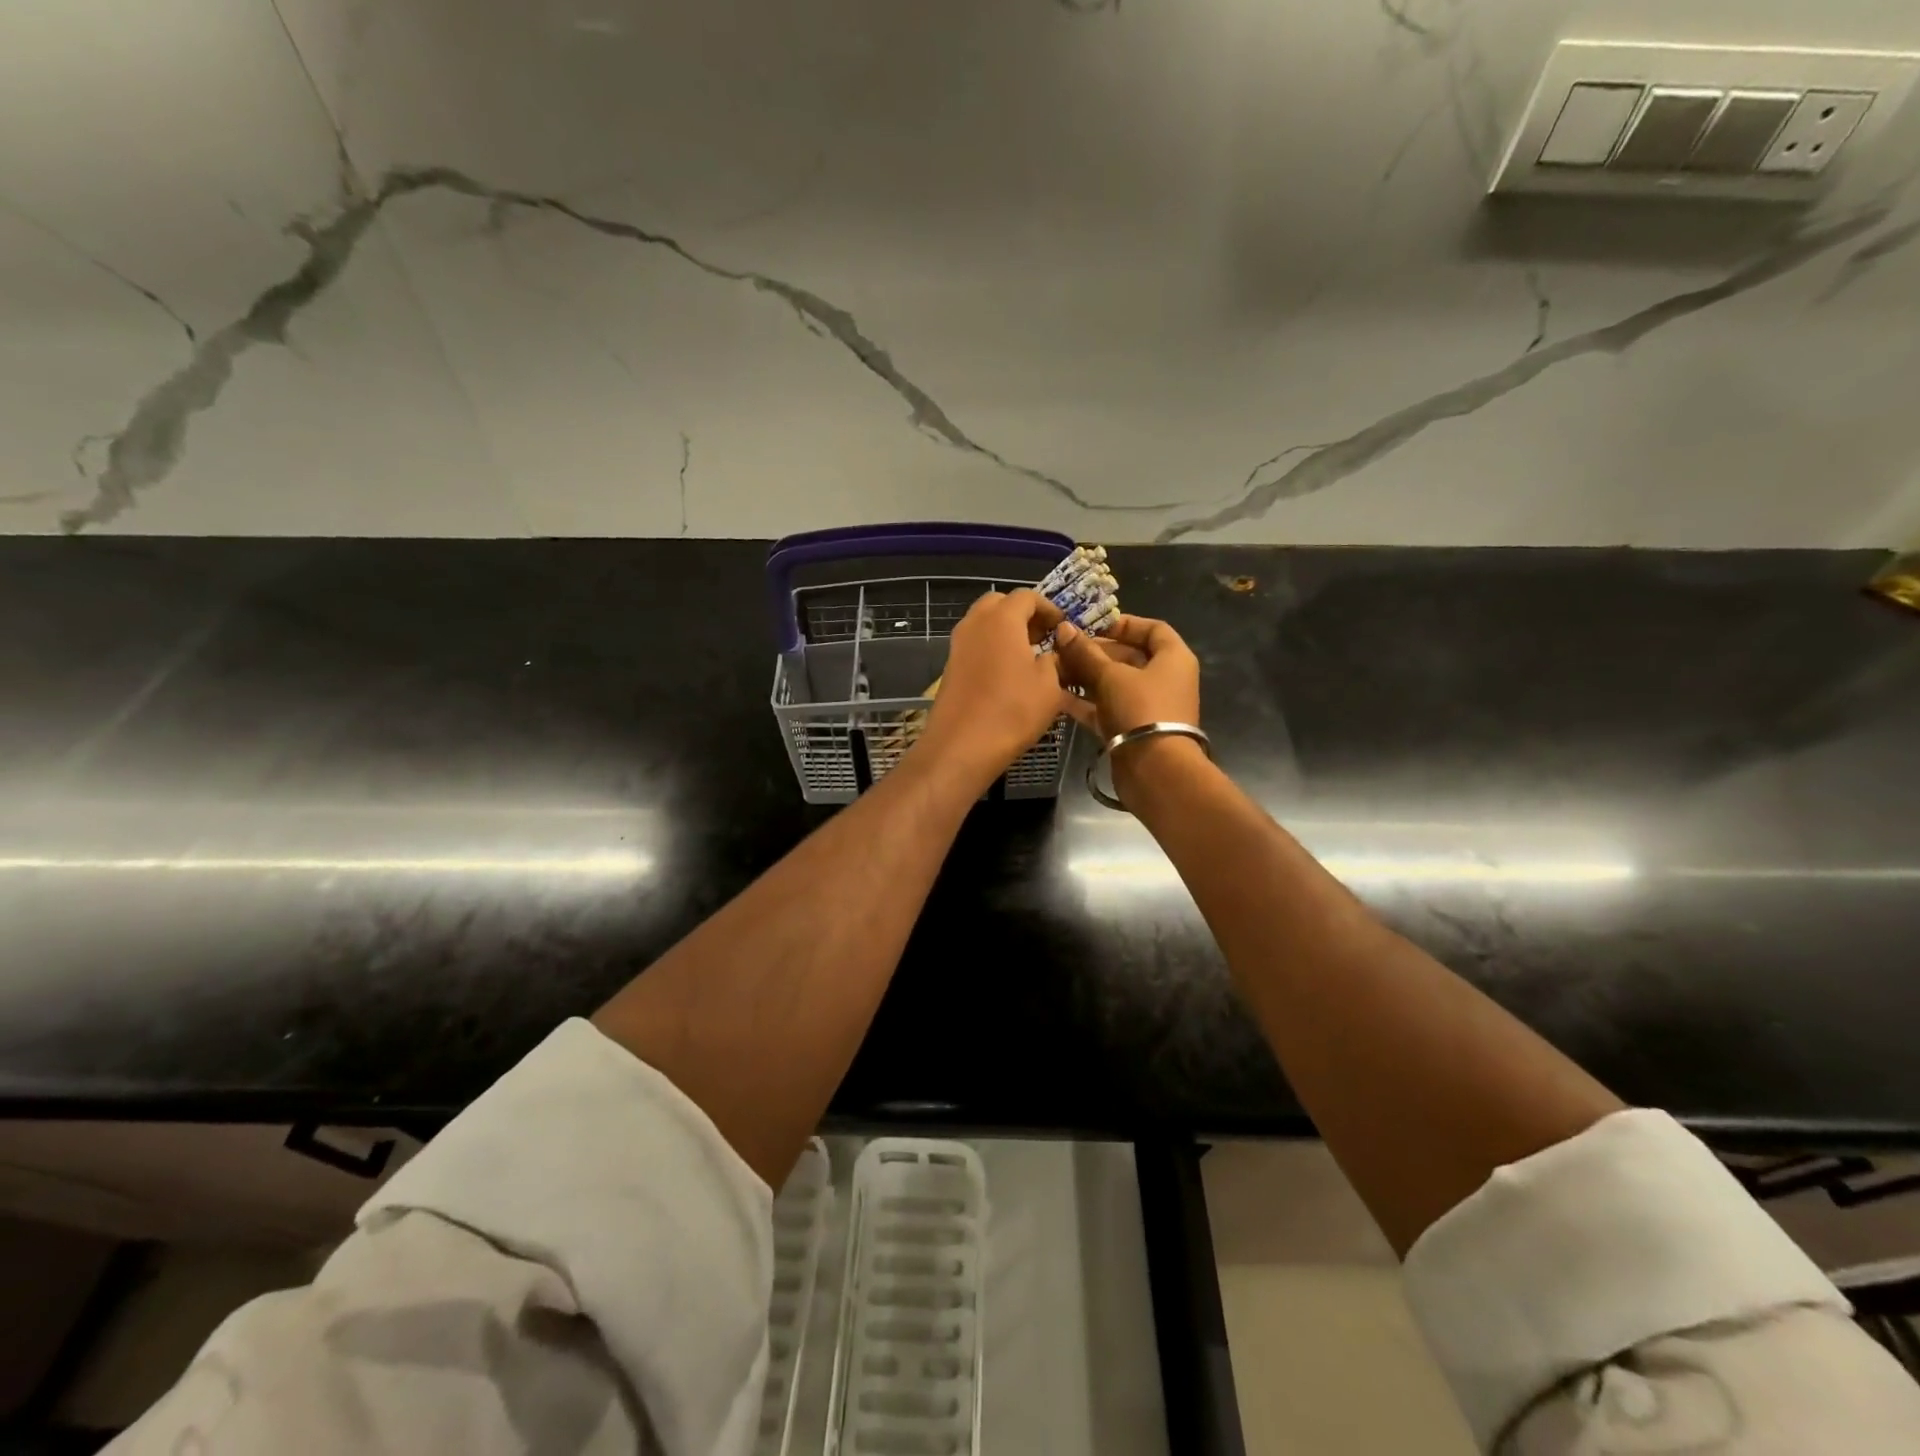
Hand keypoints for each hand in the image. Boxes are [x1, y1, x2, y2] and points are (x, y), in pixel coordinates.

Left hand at [915, 589, 1072, 788]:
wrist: (961, 746)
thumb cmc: (1012, 711)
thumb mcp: (1049, 686)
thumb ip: (1054, 661)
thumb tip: (1052, 653)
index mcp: (1002, 619)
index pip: (1027, 596)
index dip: (1048, 608)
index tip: (1062, 628)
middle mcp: (975, 623)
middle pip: (999, 603)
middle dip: (1022, 614)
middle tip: (1042, 636)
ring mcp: (958, 644)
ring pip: (983, 623)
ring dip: (1005, 631)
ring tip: (1027, 656)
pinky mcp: (950, 666)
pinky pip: (974, 644)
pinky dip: (991, 648)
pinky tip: (1007, 674)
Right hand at [1053, 613, 1202, 799]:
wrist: (1155, 770)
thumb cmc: (1141, 709)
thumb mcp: (1110, 676)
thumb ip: (1085, 653)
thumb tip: (1063, 629)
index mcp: (1173, 659)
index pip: (1153, 629)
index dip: (1124, 624)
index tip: (1093, 625)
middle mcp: (1164, 680)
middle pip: (1128, 657)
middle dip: (1094, 653)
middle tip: (1062, 649)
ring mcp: (1147, 707)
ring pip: (1113, 684)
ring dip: (1085, 677)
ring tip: (1054, 670)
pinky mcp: (1131, 730)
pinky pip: (1106, 708)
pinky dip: (1085, 702)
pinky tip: (1056, 696)